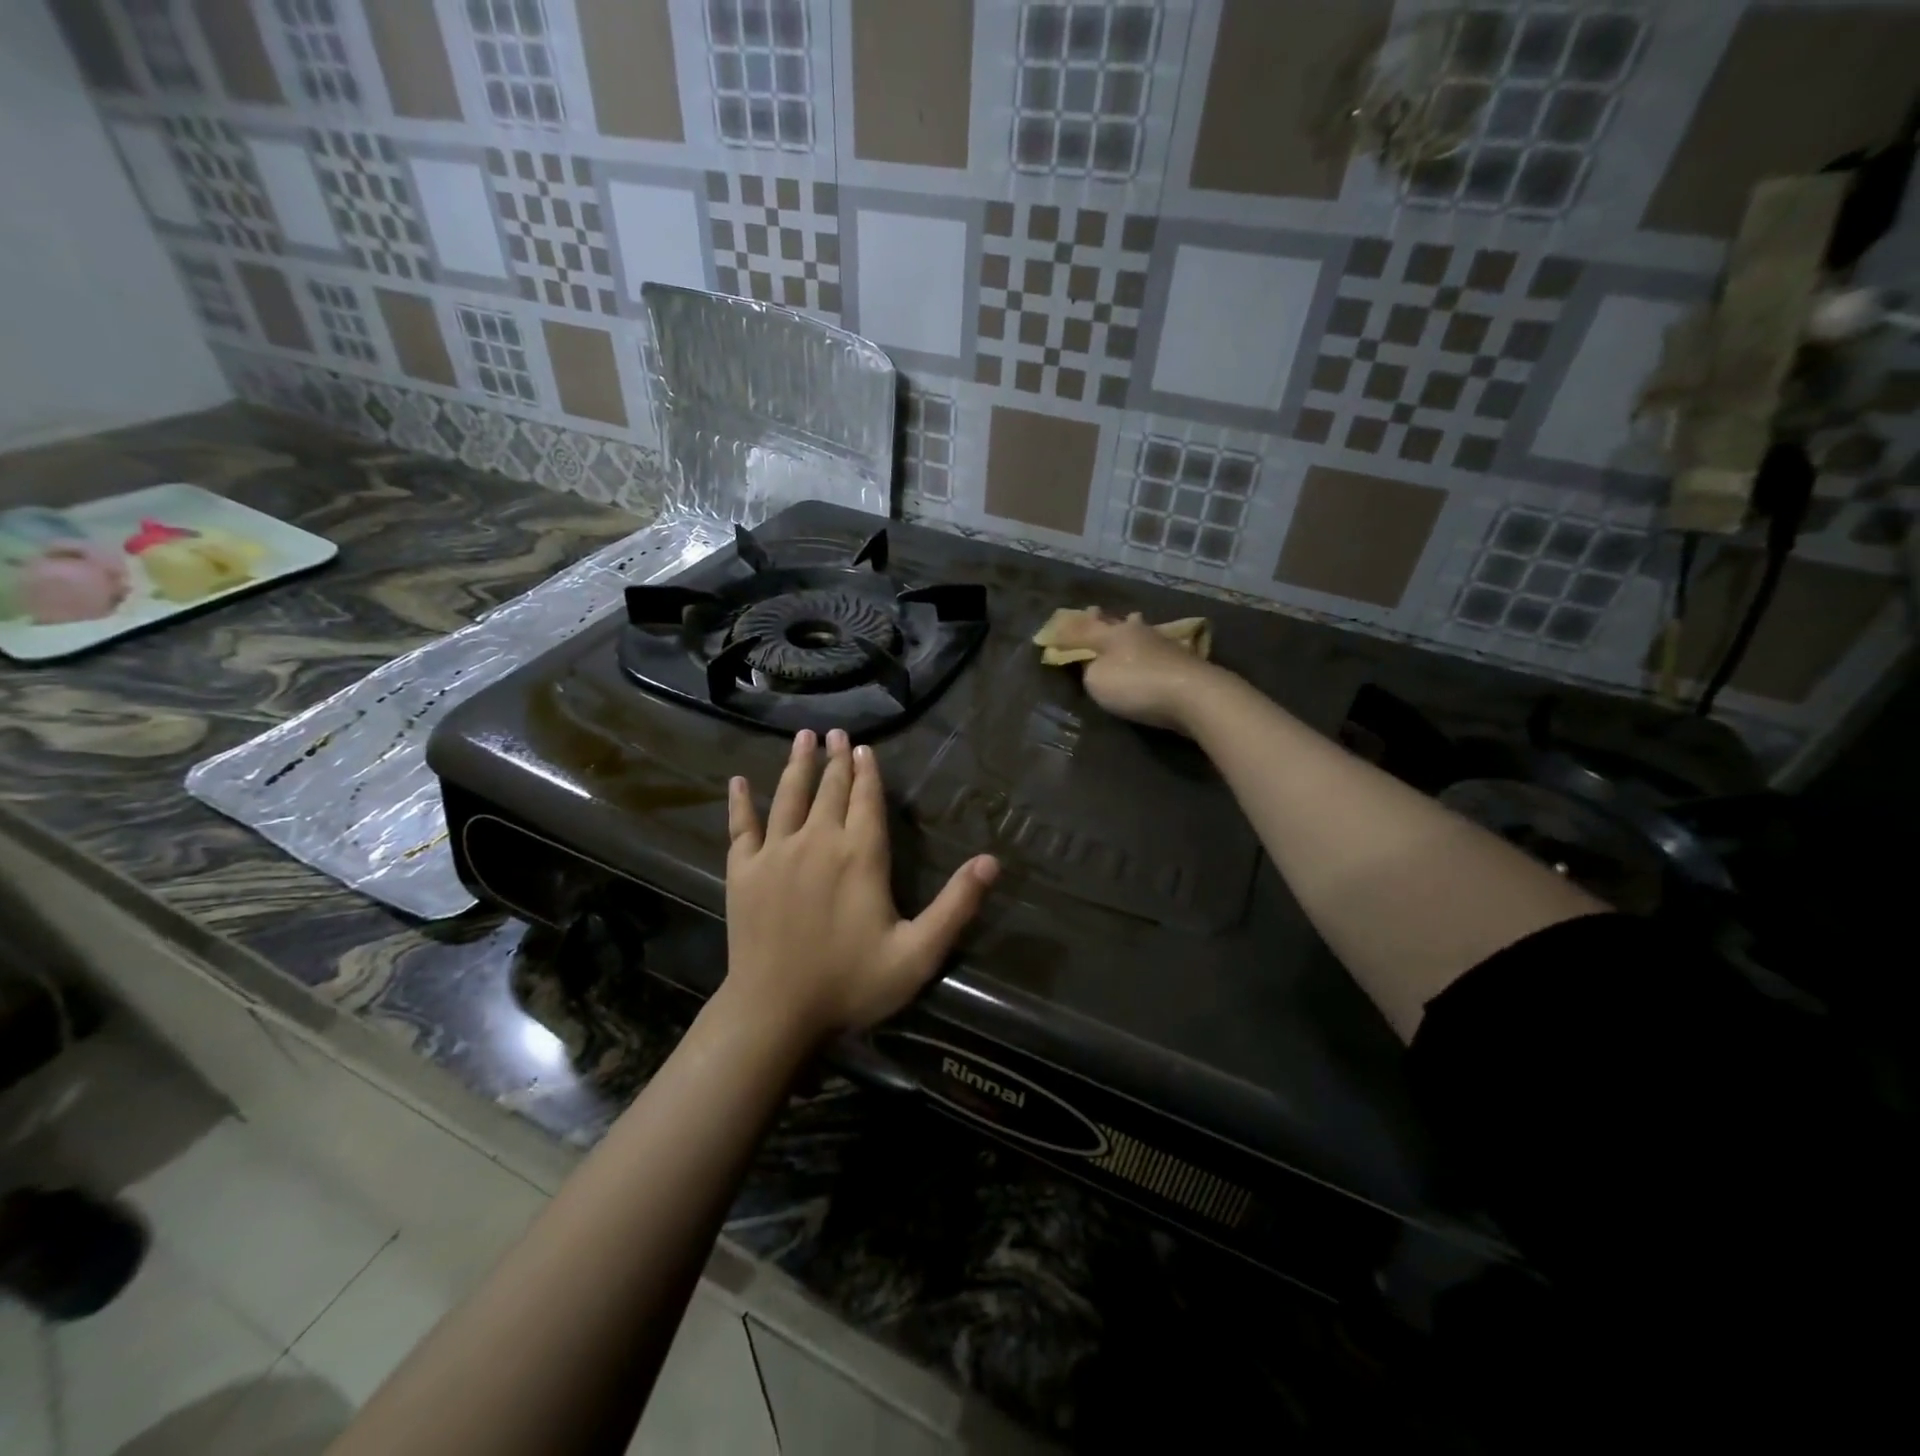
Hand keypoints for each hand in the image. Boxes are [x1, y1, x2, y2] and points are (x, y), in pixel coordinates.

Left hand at [724, 729, 998, 1041]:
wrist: (774, 1013)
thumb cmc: (850, 983)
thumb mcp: (917, 953)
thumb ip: (956, 905)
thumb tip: (992, 861)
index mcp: (860, 855)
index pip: (866, 800)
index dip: (867, 772)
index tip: (863, 747)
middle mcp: (817, 841)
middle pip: (829, 789)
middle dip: (835, 759)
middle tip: (835, 732)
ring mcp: (775, 853)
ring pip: (788, 796)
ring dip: (797, 764)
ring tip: (803, 737)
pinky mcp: (743, 871)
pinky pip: (741, 826)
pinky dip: (740, 802)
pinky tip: (739, 781)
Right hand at [1046, 610, 1225, 732]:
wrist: (1194, 695)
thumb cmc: (1136, 685)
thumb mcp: (1097, 680)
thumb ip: (1088, 669)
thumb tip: (1092, 662)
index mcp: (1112, 634)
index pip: (1085, 628)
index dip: (1070, 630)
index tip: (1060, 624)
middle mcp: (1138, 632)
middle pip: (1117, 622)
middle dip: (1105, 619)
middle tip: (1096, 613)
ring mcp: (1164, 644)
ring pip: (1142, 631)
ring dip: (1132, 629)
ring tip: (1130, 625)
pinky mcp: (1184, 660)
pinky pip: (1159, 649)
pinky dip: (1151, 648)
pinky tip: (1154, 651)